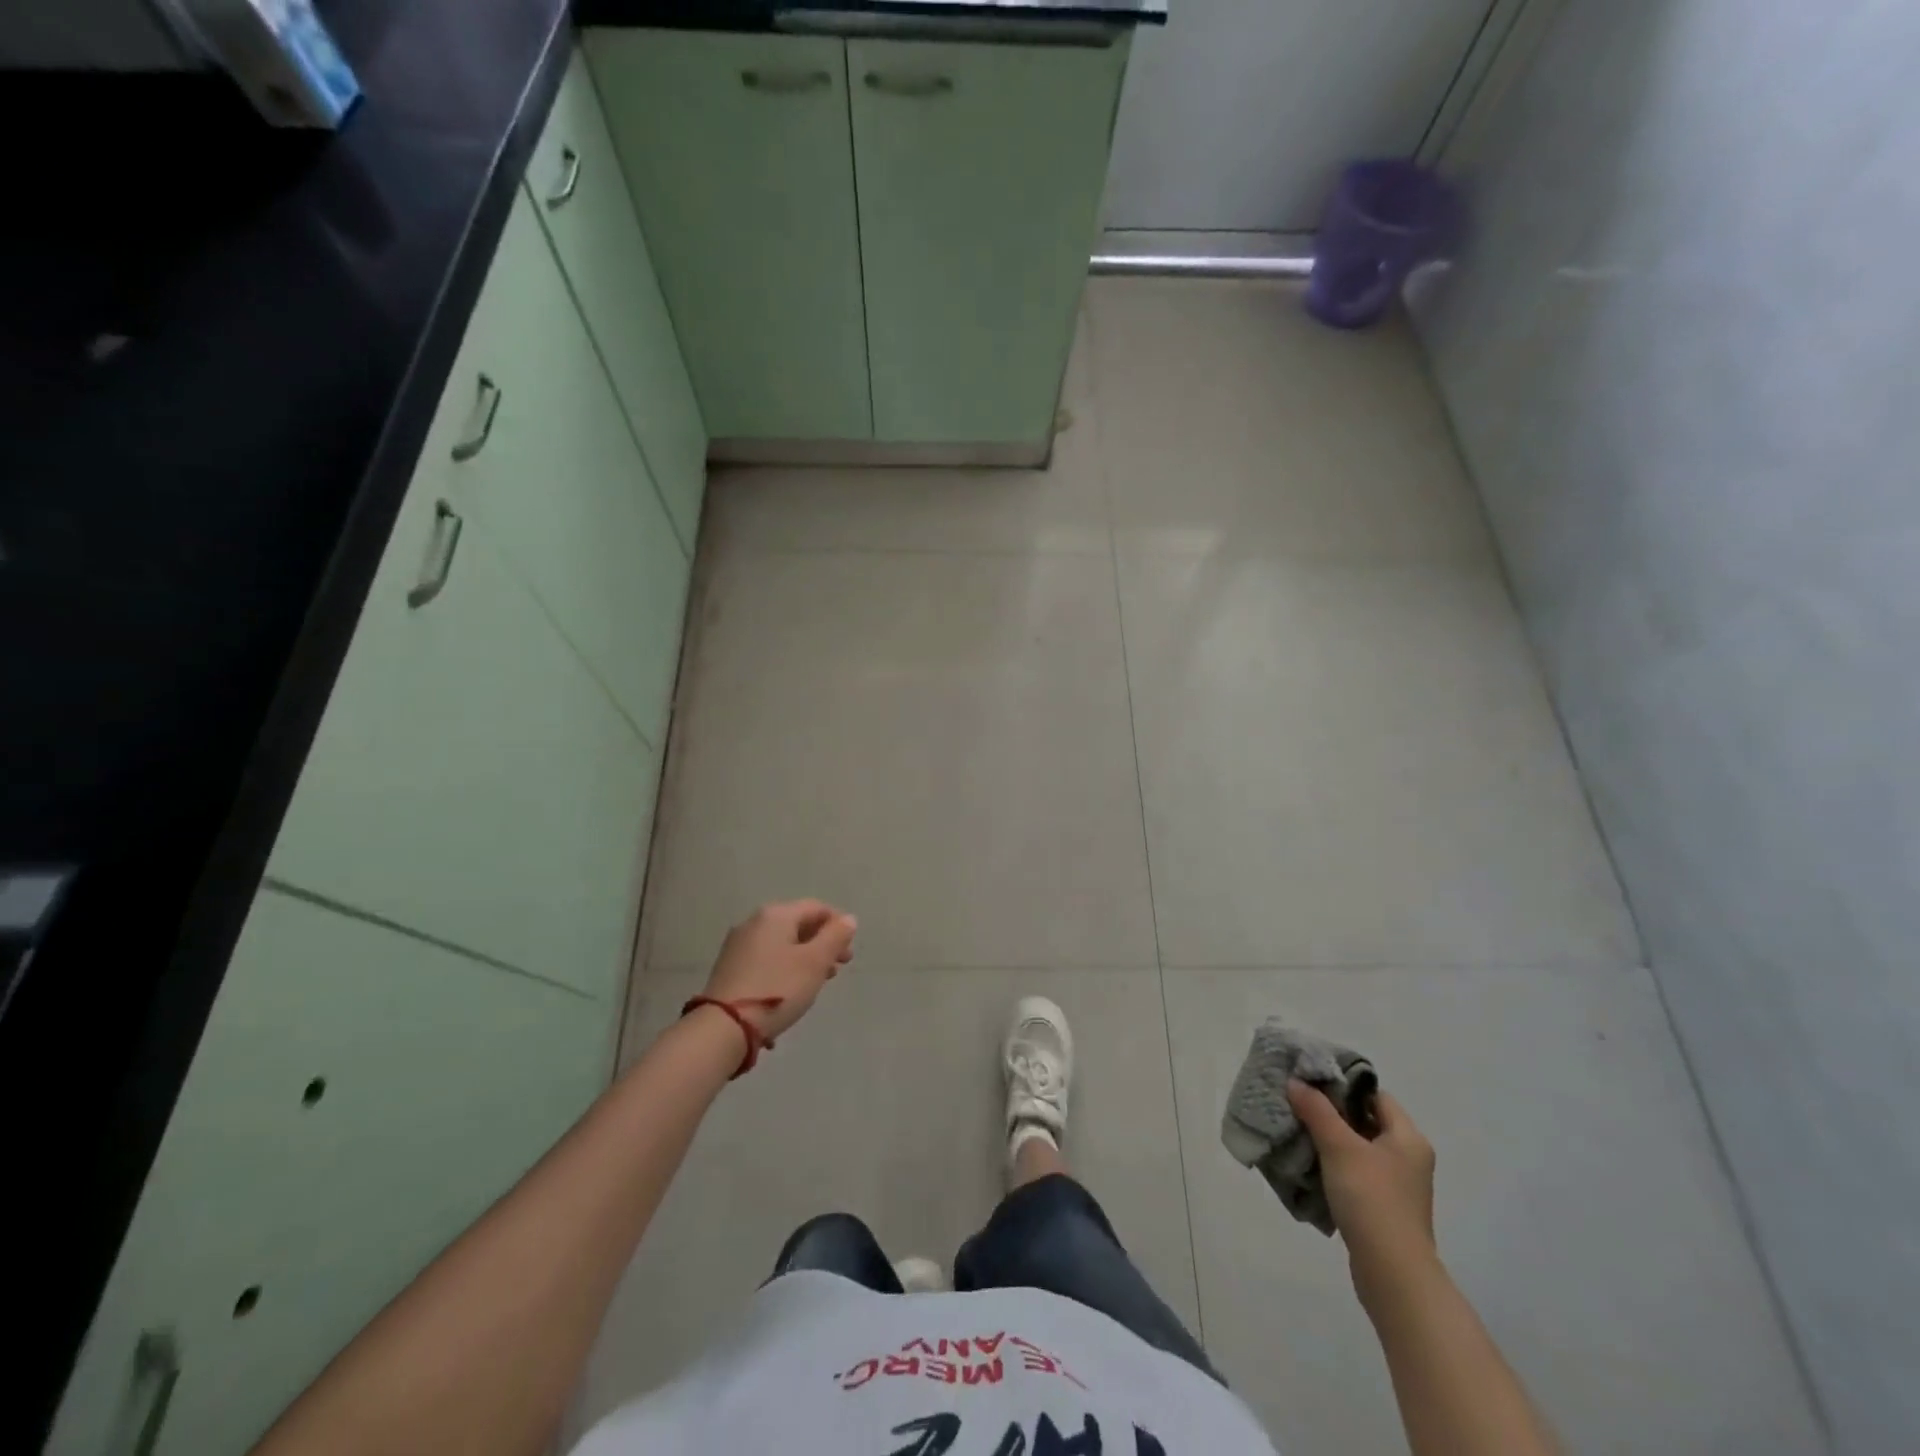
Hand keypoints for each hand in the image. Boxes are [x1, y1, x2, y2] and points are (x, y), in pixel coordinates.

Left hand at [701, 900, 857, 1045]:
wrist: (724, 1027)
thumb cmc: (778, 989)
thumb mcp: (815, 962)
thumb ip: (835, 937)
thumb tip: (848, 918)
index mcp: (776, 914)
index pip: (816, 908)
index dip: (838, 925)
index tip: (848, 953)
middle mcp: (754, 922)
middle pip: (798, 924)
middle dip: (822, 943)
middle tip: (838, 968)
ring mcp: (738, 944)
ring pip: (782, 943)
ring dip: (805, 957)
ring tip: (818, 982)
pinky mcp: (730, 967)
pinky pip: (767, 957)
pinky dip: (785, 966)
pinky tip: (791, 988)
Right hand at [1288, 1081, 1438, 1312]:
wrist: (1392, 1274)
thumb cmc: (1371, 1199)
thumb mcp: (1339, 1147)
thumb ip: (1317, 1110)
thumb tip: (1296, 1082)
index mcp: (1408, 1138)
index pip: (1375, 1095)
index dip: (1344, 1085)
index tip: (1311, 1081)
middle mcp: (1408, 1157)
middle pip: (1365, 1120)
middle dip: (1331, 1111)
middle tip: (1297, 1102)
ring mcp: (1397, 1185)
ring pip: (1358, 1148)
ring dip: (1329, 1139)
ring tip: (1297, 1129)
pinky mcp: (1383, 1207)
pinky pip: (1355, 1173)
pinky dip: (1334, 1165)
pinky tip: (1309, 1164)